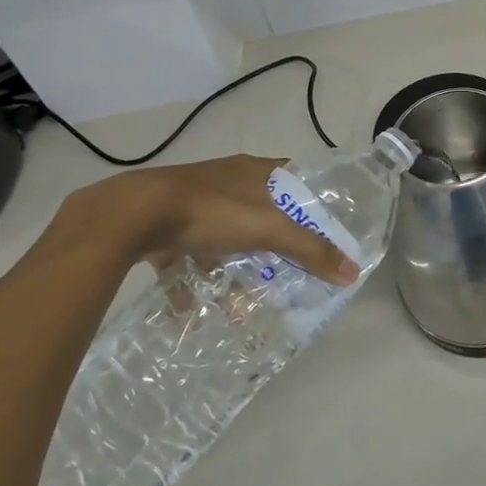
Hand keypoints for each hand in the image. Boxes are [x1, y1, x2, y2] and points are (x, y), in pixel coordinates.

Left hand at [55, 155, 357, 284]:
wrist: (132, 216)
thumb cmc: (212, 210)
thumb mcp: (269, 229)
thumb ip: (310, 250)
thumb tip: (353, 271)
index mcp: (254, 170)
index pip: (293, 176)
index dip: (310, 199)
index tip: (323, 227)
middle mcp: (225, 181)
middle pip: (260, 210)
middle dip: (273, 242)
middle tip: (287, 270)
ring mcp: (192, 204)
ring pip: (223, 237)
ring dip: (232, 268)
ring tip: (242, 303)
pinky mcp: (163, 228)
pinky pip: (186, 259)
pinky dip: (192, 284)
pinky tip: (193, 314)